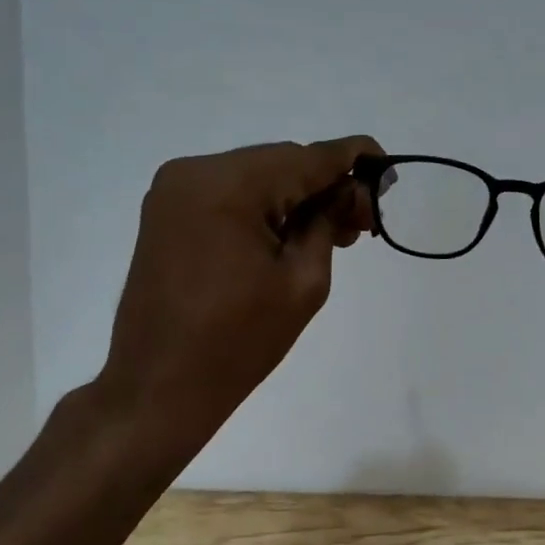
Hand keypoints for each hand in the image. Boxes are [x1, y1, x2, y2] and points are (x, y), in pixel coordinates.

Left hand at [94, 136, 381, 454]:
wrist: (158, 387)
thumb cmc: (238, 342)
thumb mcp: (304, 281)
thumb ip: (331, 222)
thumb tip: (352, 190)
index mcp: (228, 185)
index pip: (308, 157)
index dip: (354, 158)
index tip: (387, 169)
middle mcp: (195, 171)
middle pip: (281, 163)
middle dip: (326, 186)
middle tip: (361, 223)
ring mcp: (174, 190)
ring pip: (257, 175)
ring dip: (296, 197)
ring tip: (332, 234)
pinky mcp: (168, 212)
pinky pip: (230, 192)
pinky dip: (264, 206)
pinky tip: (289, 234)